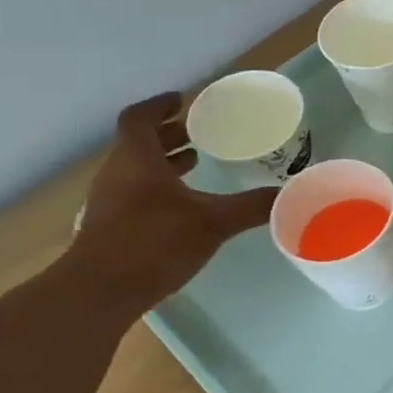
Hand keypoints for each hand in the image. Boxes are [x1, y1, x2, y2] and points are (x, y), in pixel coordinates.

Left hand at [69, 92, 281, 308]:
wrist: (100, 292)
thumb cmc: (154, 243)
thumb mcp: (213, 222)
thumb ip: (252, 206)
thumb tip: (292, 194)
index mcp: (137, 159)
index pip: (140, 118)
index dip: (160, 106)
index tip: (183, 100)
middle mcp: (117, 173)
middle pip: (138, 142)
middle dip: (168, 134)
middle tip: (200, 133)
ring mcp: (109, 201)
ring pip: (136, 168)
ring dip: (163, 161)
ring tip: (196, 164)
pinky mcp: (110, 226)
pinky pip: (134, 191)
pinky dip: (158, 186)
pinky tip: (182, 205)